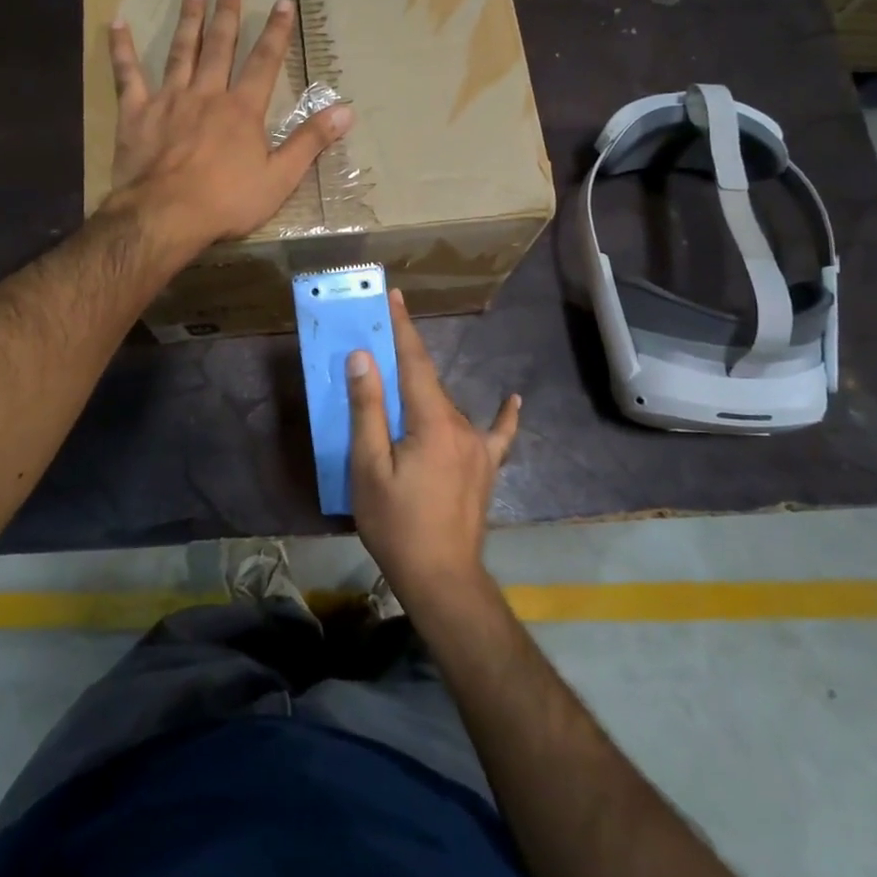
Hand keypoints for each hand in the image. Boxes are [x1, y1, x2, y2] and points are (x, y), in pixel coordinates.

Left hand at [107, 0, 351, 246]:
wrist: (166, 215)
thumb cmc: (227, 201)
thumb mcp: (280, 178)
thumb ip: (310, 142)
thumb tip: (347, 111)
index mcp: (242, 110)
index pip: (265, 62)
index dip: (276, 32)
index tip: (282, 3)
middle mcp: (207, 94)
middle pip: (220, 48)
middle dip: (227, 16)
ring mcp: (168, 100)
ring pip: (180, 52)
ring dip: (188, 22)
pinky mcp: (136, 113)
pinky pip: (127, 75)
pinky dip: (122, 49)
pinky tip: (118, 24)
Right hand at [347, 289, 519, 610]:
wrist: (442, 579)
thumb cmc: (397, 525)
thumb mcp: (370, 469)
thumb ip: (368, 411)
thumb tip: (363, 358)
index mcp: (432, 421)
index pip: (415, 362)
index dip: (403, 328)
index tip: (396, 296)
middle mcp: (462, 426)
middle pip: (428, 383)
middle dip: (404, 359)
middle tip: (379, 341)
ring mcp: (479, 449)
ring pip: (446, 407)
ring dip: (423, 391)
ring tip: (401, 381)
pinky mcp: (486, 469)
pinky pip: (496, 435)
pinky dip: (503, 416)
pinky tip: (514, 400)